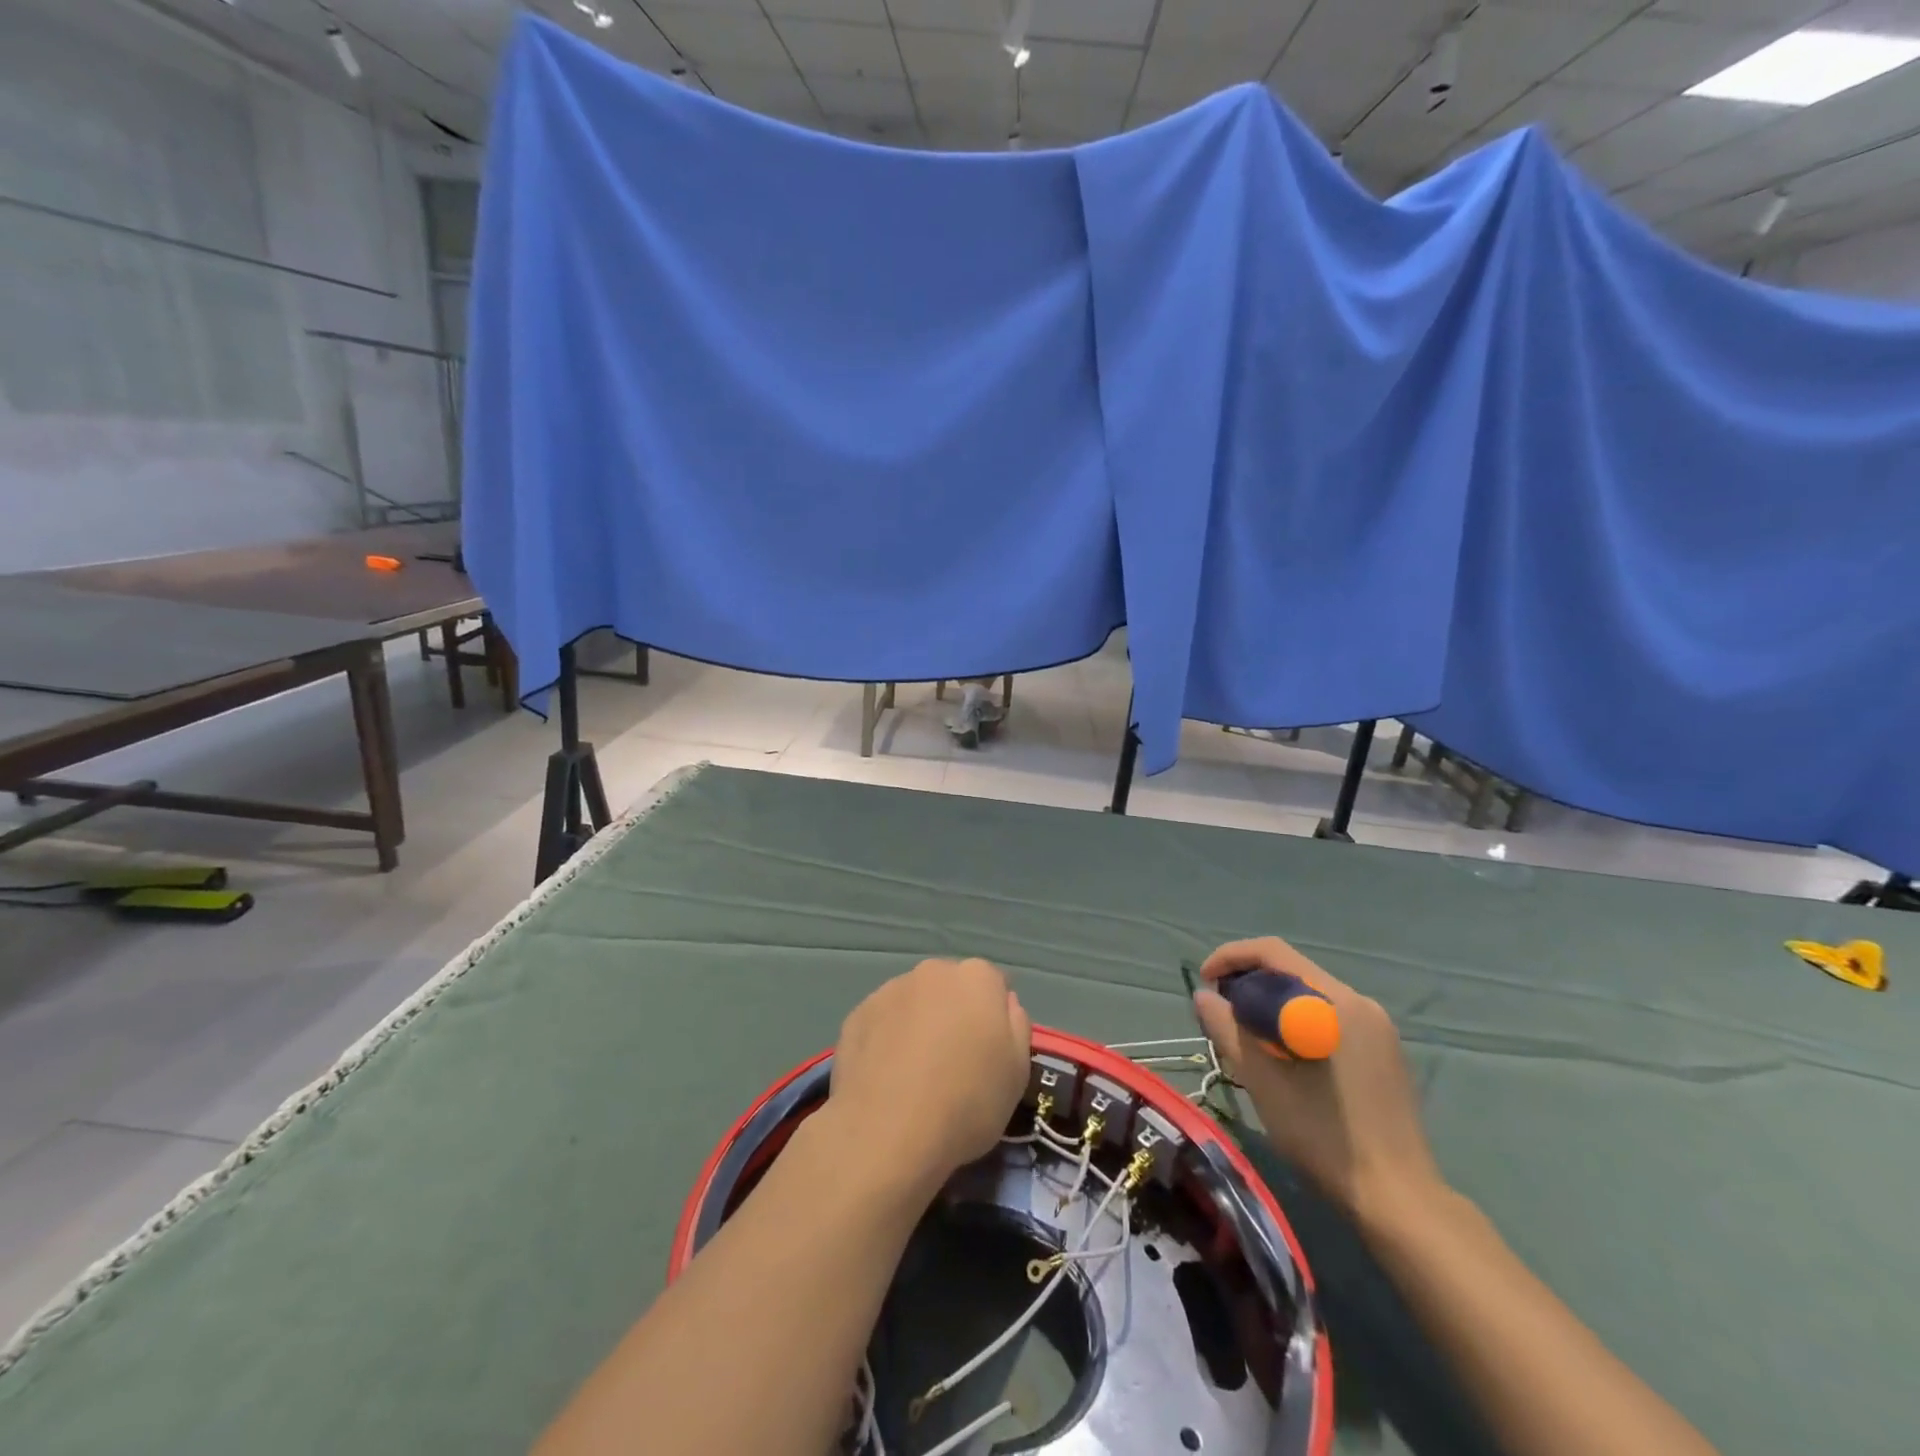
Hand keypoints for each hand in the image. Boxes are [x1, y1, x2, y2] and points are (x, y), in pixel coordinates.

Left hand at [824, 958, 1032, 1193]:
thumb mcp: (1018, 1073)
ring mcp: (890, 989)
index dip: (994, 1018)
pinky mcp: (857, 1014)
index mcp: (977, 978)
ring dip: (919, 1024)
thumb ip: (1016, 1026)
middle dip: (955, 1014)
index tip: (989, 1051)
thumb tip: (1004, 1003)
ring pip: (914, 1002)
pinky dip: (887, 1039)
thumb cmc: (967, 1102)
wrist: (887, 1131)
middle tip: (953, 1062)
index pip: (994, 984)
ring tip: (914, 1075)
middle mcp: (933, 971)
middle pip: (951, 988)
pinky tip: (886, 1078)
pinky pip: (883, 1021)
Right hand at [1195, 937, 1442, 1228]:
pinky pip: (1329, 1017)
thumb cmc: (1323, 1135)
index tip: (1204, 980)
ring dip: (1271, 1003)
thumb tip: (1203, 996)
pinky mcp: (1383, 1053)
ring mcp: (1378, 1029)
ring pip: (1310, 995)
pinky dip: (1296, 1021)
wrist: (1397, 1199)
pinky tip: (1281, 1053)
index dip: (1231, 957)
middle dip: (1248, 981)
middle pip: (1292, 971)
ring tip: (1243, 1032)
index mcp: (1336, 1002)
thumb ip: (1227, 1029)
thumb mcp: (1262, 1079)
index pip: (1274, 953)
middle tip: (1218, 1009)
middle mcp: (1362, 1003)